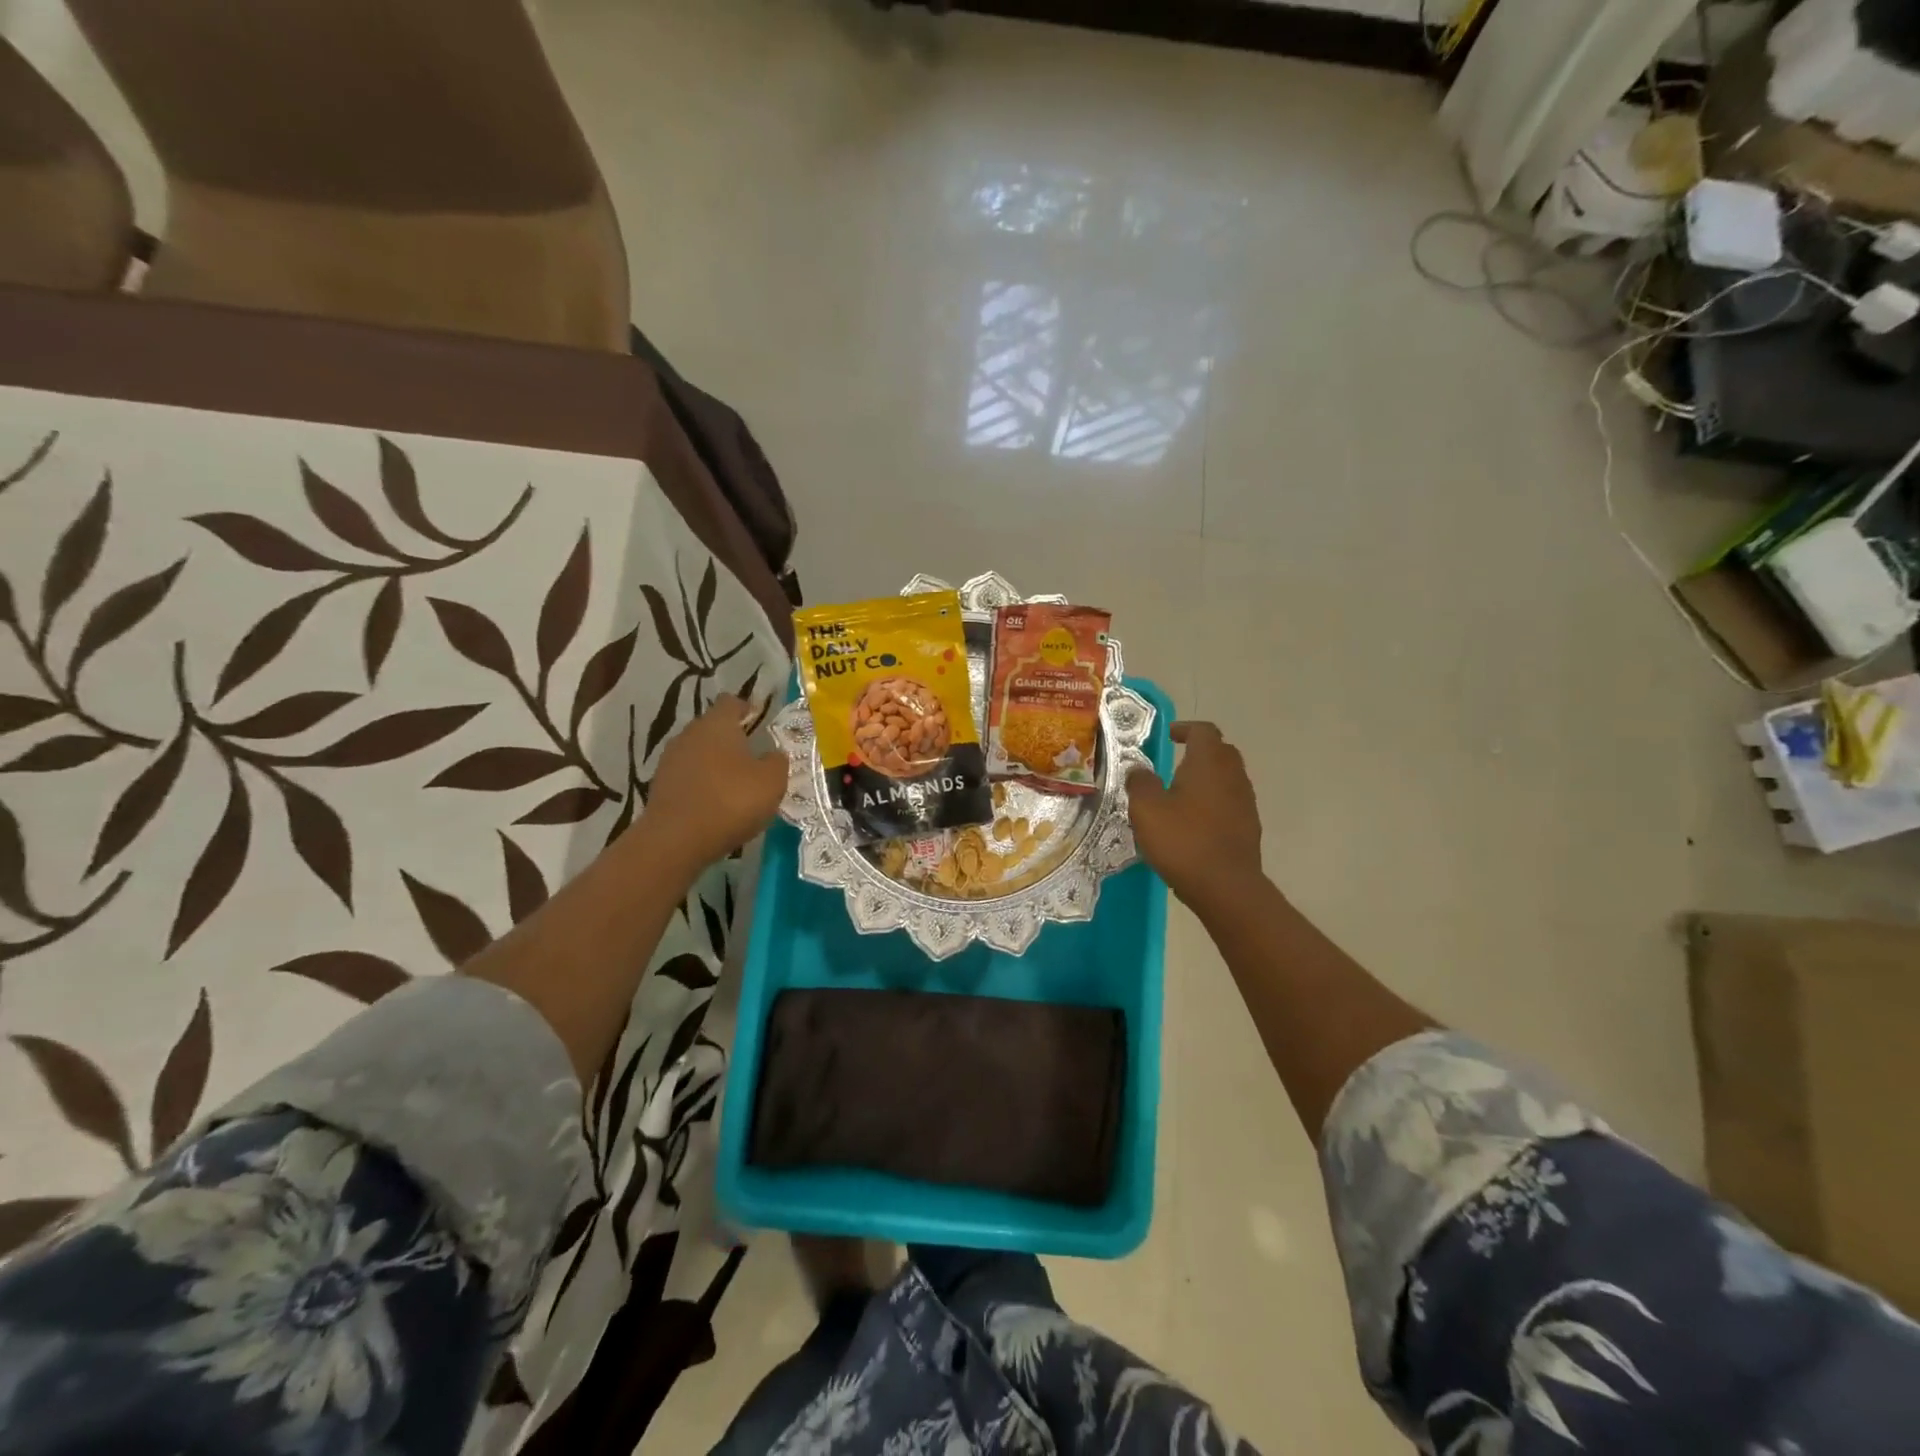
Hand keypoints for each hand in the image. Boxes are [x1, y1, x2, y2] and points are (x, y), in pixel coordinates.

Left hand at [643, 695, 788, 871]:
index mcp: (717, 724)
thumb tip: (774, 754)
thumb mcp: (772, 781)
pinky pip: (687, 777)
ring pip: (698, 753)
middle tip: (752, 757)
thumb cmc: (731, 800)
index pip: (731, 702)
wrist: (676, 840)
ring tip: (734, 784)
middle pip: (712, 727)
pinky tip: (714, 803)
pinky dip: (701, 784)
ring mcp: (670, 760)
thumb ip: (777, 762)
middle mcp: (690, 734)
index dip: (746, 708)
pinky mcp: (659, 787)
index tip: (759, 720)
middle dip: (730, 738)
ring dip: (714, 763)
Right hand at [1126, 721, 1262, 908]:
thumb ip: (1140, 783)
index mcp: (1209, 763)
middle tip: (1175, 761)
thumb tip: (1139, 770)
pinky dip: (1213, 801)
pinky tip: (1195, 820)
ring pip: (1227, 778)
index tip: (1169, 736)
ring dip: (1207, 778)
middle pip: (1221, 751)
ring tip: (1181, 792)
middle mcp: (1232, 776)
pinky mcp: (1248, 827)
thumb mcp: (1147, 809)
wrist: (1226, 887)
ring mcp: (1245, 802)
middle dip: (1200, 751)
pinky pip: (1230, 802)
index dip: (1186, 729)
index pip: (1204, 731)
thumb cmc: (1183, 840)